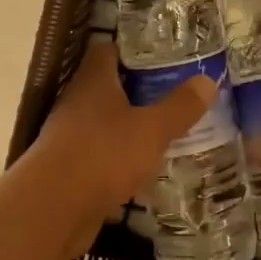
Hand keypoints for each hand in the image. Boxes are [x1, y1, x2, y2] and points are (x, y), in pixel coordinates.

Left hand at [15, 42, 217, 259]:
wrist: (52, 210)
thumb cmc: (103, 154)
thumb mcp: (151, 129)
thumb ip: (179, 106)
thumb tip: (208, 80)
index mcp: (94, 81)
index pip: (108, 49)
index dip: (133, 48)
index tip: (163, 54)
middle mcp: (78, 102)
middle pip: (109, 86)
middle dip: (140, 89)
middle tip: (176, 92)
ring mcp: (71, 137)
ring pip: (107, 122)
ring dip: (131, 125)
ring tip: (168, 129)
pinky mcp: (72, 170)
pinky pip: (102, 155)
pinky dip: (122, 158)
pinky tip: (148, 167)